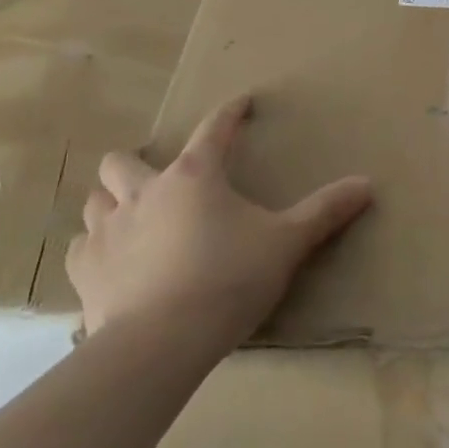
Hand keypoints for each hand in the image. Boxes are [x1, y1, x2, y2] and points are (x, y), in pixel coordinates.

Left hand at [65, 97, 372, 342]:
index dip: (229, 112)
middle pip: (123, 161)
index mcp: (195, 176)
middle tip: (160, 180)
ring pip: (94, 200)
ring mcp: (109, 232)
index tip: (240, 103)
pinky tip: (110, 263)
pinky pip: (81, 249)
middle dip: (136, 163)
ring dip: (110, 202)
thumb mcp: (286, 243)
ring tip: (130, 218)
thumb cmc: (228, 280)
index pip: (213, 128)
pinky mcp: (86, 273)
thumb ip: (325, 211)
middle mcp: (144, 192)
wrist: (160, 344)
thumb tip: (367, 183)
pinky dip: (94, 249)